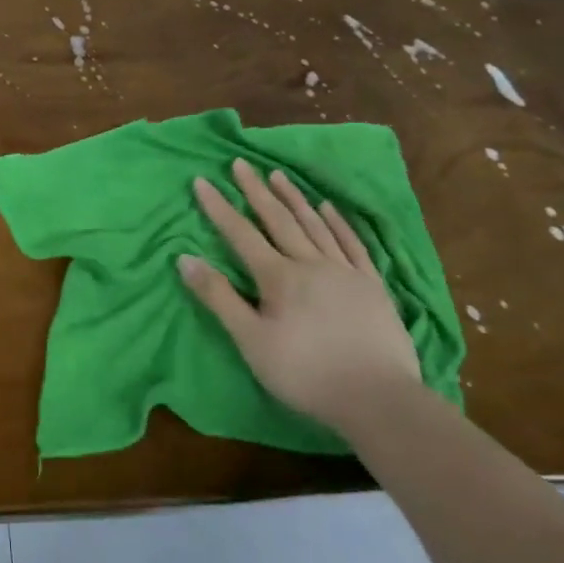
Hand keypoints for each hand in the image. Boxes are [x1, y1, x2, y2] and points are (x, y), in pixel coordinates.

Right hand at [178, 162, 419, 431]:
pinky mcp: (372, 286)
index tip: (202, 180)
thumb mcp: (250, 340)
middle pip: (279, 220)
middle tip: (241, 163)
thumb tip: (184, 258)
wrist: (378, 399)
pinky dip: (337, 223)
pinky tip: (328, 208)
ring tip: (278, 175)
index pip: (241, 234)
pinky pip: (352, 244)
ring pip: (315, 225)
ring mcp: (345, 272)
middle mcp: (311, 264)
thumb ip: (218, 297)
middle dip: (256, 191)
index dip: (219, 207)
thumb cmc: (305, 373)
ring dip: (294, 198)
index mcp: (278, 277)